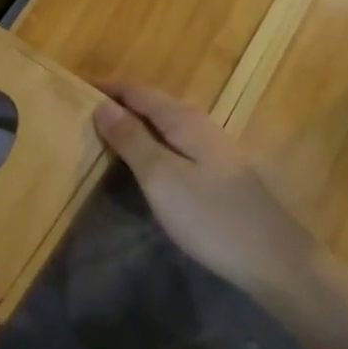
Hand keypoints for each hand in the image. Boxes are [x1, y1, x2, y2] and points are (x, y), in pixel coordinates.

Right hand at [94, 83, 318, 299]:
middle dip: (117, 105)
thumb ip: (132, 139)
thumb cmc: (211, 217)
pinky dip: (151, 146)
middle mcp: (200, 125)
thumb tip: (102, 105)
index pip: (136, 91)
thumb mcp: (161, 177)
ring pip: (164, 126)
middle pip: (152, 104)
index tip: (71, 89)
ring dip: (134, 126)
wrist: (275, 260)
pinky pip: (175, 146)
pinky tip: (142, 165)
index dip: (105, 88)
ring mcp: (213, 150)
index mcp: (184, 120)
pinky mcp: (219, 174)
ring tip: (102, 137)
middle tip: (80, 115)